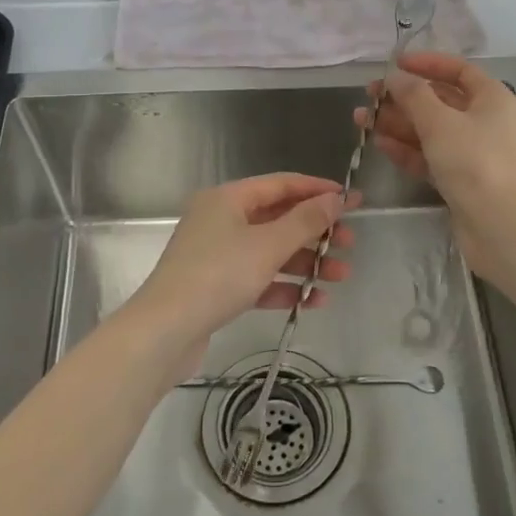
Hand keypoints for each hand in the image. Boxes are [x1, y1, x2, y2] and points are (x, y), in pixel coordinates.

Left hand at [129, 173, 355, 370]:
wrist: (164, 331)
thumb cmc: (219, 275)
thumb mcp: (268, 245)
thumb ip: (305, 221)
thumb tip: (336, 198)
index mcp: (228, 199)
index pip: (281, 184)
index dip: (317, 190)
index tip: (351, 199)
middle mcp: (221, 220)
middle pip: (277, 218)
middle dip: (315, 232)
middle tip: (349, 243)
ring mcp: (216, 254)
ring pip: (270, 251)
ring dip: (306, 263)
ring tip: (340, 277)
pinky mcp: (215, 287)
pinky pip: (258, 279)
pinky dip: (284, 287)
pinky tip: (313, 301)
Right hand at [357, 52, 515, 274]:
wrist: (499, 225)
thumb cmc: (474, 161)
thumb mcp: (440, 121)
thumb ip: (413, 95)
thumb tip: (395, 78)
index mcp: (491, 98)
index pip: (458, 70)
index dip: (426, 63)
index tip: (395, 64)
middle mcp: (484, 121)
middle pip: (439, 101)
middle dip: (402, 98)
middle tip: (368, 96)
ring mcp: (472, 152)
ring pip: (430, 130)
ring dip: (397, 123)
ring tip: (361, 120)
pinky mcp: (460, 179)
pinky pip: (429, 156)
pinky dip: (406, 149)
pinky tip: (379, 144)